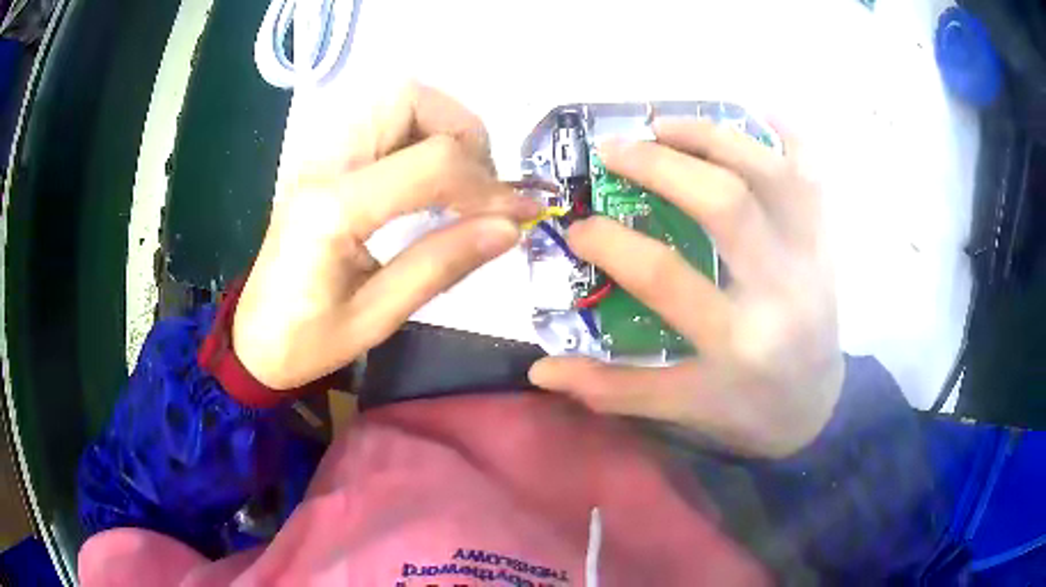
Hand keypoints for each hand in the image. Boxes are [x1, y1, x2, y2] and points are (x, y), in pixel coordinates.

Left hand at [233, 83, 537, 389]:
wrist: (253, 339)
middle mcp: (323, 163)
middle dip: (462, 132)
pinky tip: (427, 177)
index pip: (430, 162)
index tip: (519, 213)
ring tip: (460, 178)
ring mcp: (318, 154)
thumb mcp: (377, 317)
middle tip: (482, 183)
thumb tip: (510, 227)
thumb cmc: (308, 341)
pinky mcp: (322, 159)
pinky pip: (381, 118)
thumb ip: (442, 264)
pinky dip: (419, 133)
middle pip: (408, 98)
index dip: (487, 184)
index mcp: (332, 208)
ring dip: (442, 127)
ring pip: (395, 99)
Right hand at [529, 119, 842, 457]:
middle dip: (660, 164)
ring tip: (664, 125)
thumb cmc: (749, 409)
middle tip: (613, 150)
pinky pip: (813, 171)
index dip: (610, 243)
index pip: (666, 276)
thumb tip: (541, 369)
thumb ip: (613, 389)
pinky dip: (784, 133)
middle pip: (725, 202)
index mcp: (739, 342)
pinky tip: (748, 115)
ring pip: (771, 172)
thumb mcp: (683, 407)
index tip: (577, 227)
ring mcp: (813, 256)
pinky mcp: (828, 239)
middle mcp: (782, 290)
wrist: (820, 406)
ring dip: (712, 136)